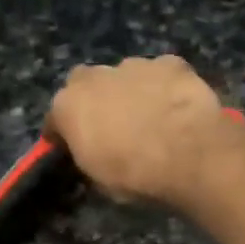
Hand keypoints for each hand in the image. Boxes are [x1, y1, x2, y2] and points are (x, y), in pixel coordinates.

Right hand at [46, 55, 235, 202]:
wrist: (189, 156)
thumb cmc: (135, 176)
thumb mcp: (100, 180)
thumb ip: (90, 157)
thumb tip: (95, 153)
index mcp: (68, 106)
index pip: (56, 118)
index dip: (63, 133)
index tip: (70, 146)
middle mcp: (95, 76)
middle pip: (86, 85)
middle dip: (94, 102)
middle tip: (112, 126)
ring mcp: (134, 65)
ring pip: (125, 76)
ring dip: (131, 92)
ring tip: (150, 117)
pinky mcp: (170, 63)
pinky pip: (161, 74)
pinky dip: (164, 87)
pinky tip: (176, 106)